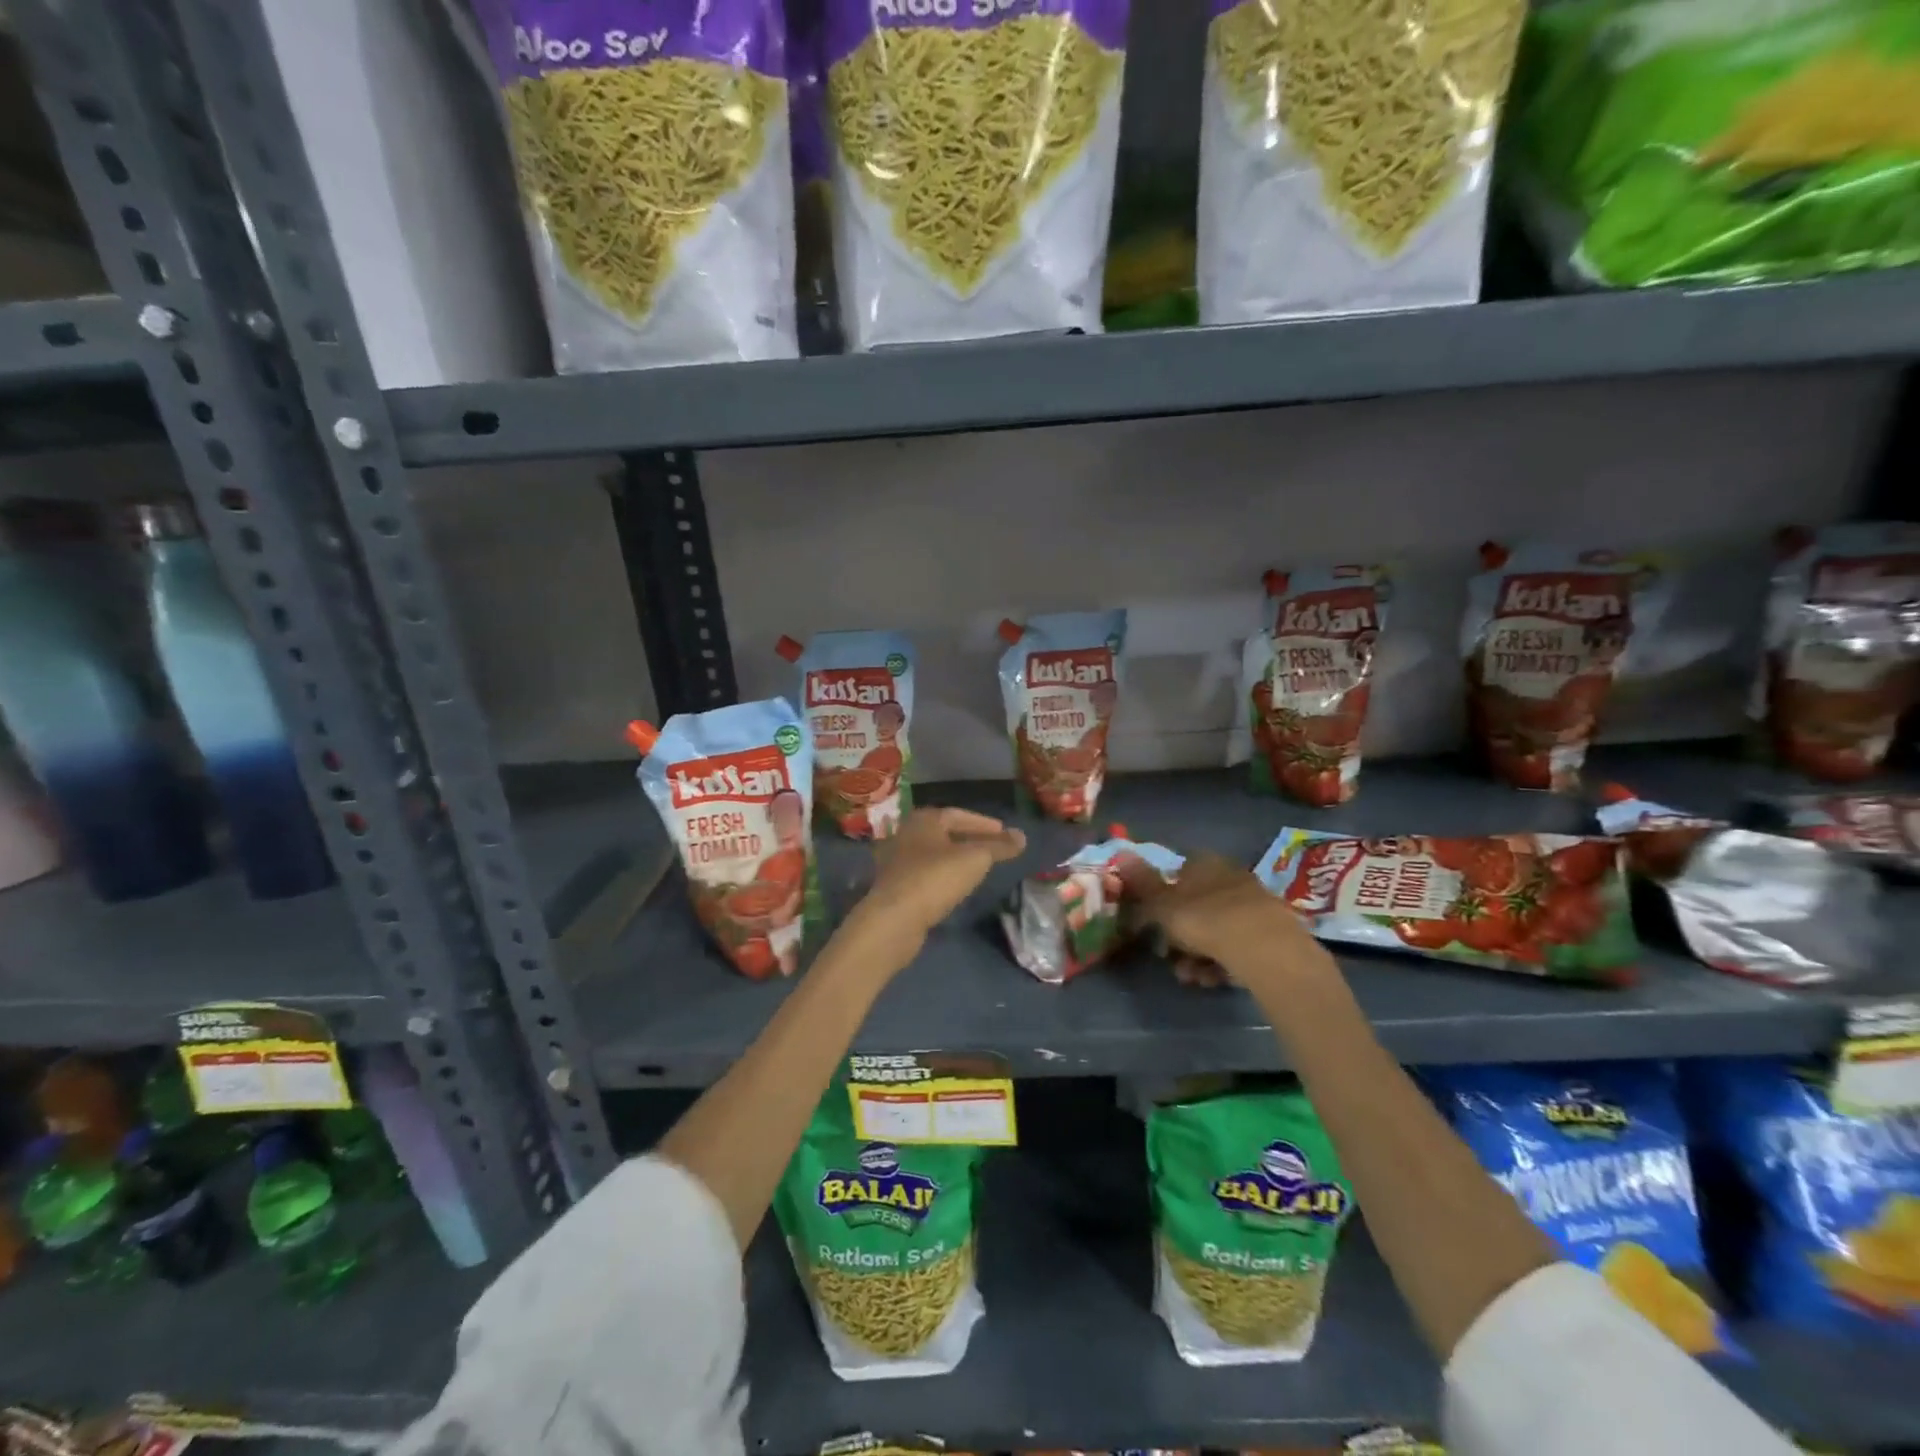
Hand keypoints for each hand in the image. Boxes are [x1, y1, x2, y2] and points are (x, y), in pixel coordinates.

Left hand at [845, 808, 1026, 968]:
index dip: (984, 824)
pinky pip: (926, 873)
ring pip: (934, 853)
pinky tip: (956, 886)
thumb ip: (999, 846)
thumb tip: (1022, 836)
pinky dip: (944, 874)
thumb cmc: (936, 878)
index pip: (959, 815)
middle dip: (970, 839)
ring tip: (979, 867)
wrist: (894, 919)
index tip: (1004, 832)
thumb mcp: (975, 859)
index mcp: (924, 820)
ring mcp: (897, 860)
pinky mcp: (895, 885)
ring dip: (956, 858)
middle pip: (945, 833)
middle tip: (994, 848)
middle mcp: (907, 834)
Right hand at [1116, 851, 1329, 990]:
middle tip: (1169, 958)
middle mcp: (1228, 876)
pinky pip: (1235, 945)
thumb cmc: (1206, 919)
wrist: (1266, 949)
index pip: (1177, 873)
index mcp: (1203, 863)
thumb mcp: (1163, 904)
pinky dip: (1221, 962)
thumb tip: (1121, 854)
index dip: (1161, 898)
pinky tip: (1213, 979)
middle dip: (1178, 936)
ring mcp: (1252, 904)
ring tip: (1192, 977)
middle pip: (1195, 906)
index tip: (1152, 924)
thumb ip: (1141, 884)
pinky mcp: (1271, 931)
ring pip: (1214, 929)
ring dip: (1196, 955)